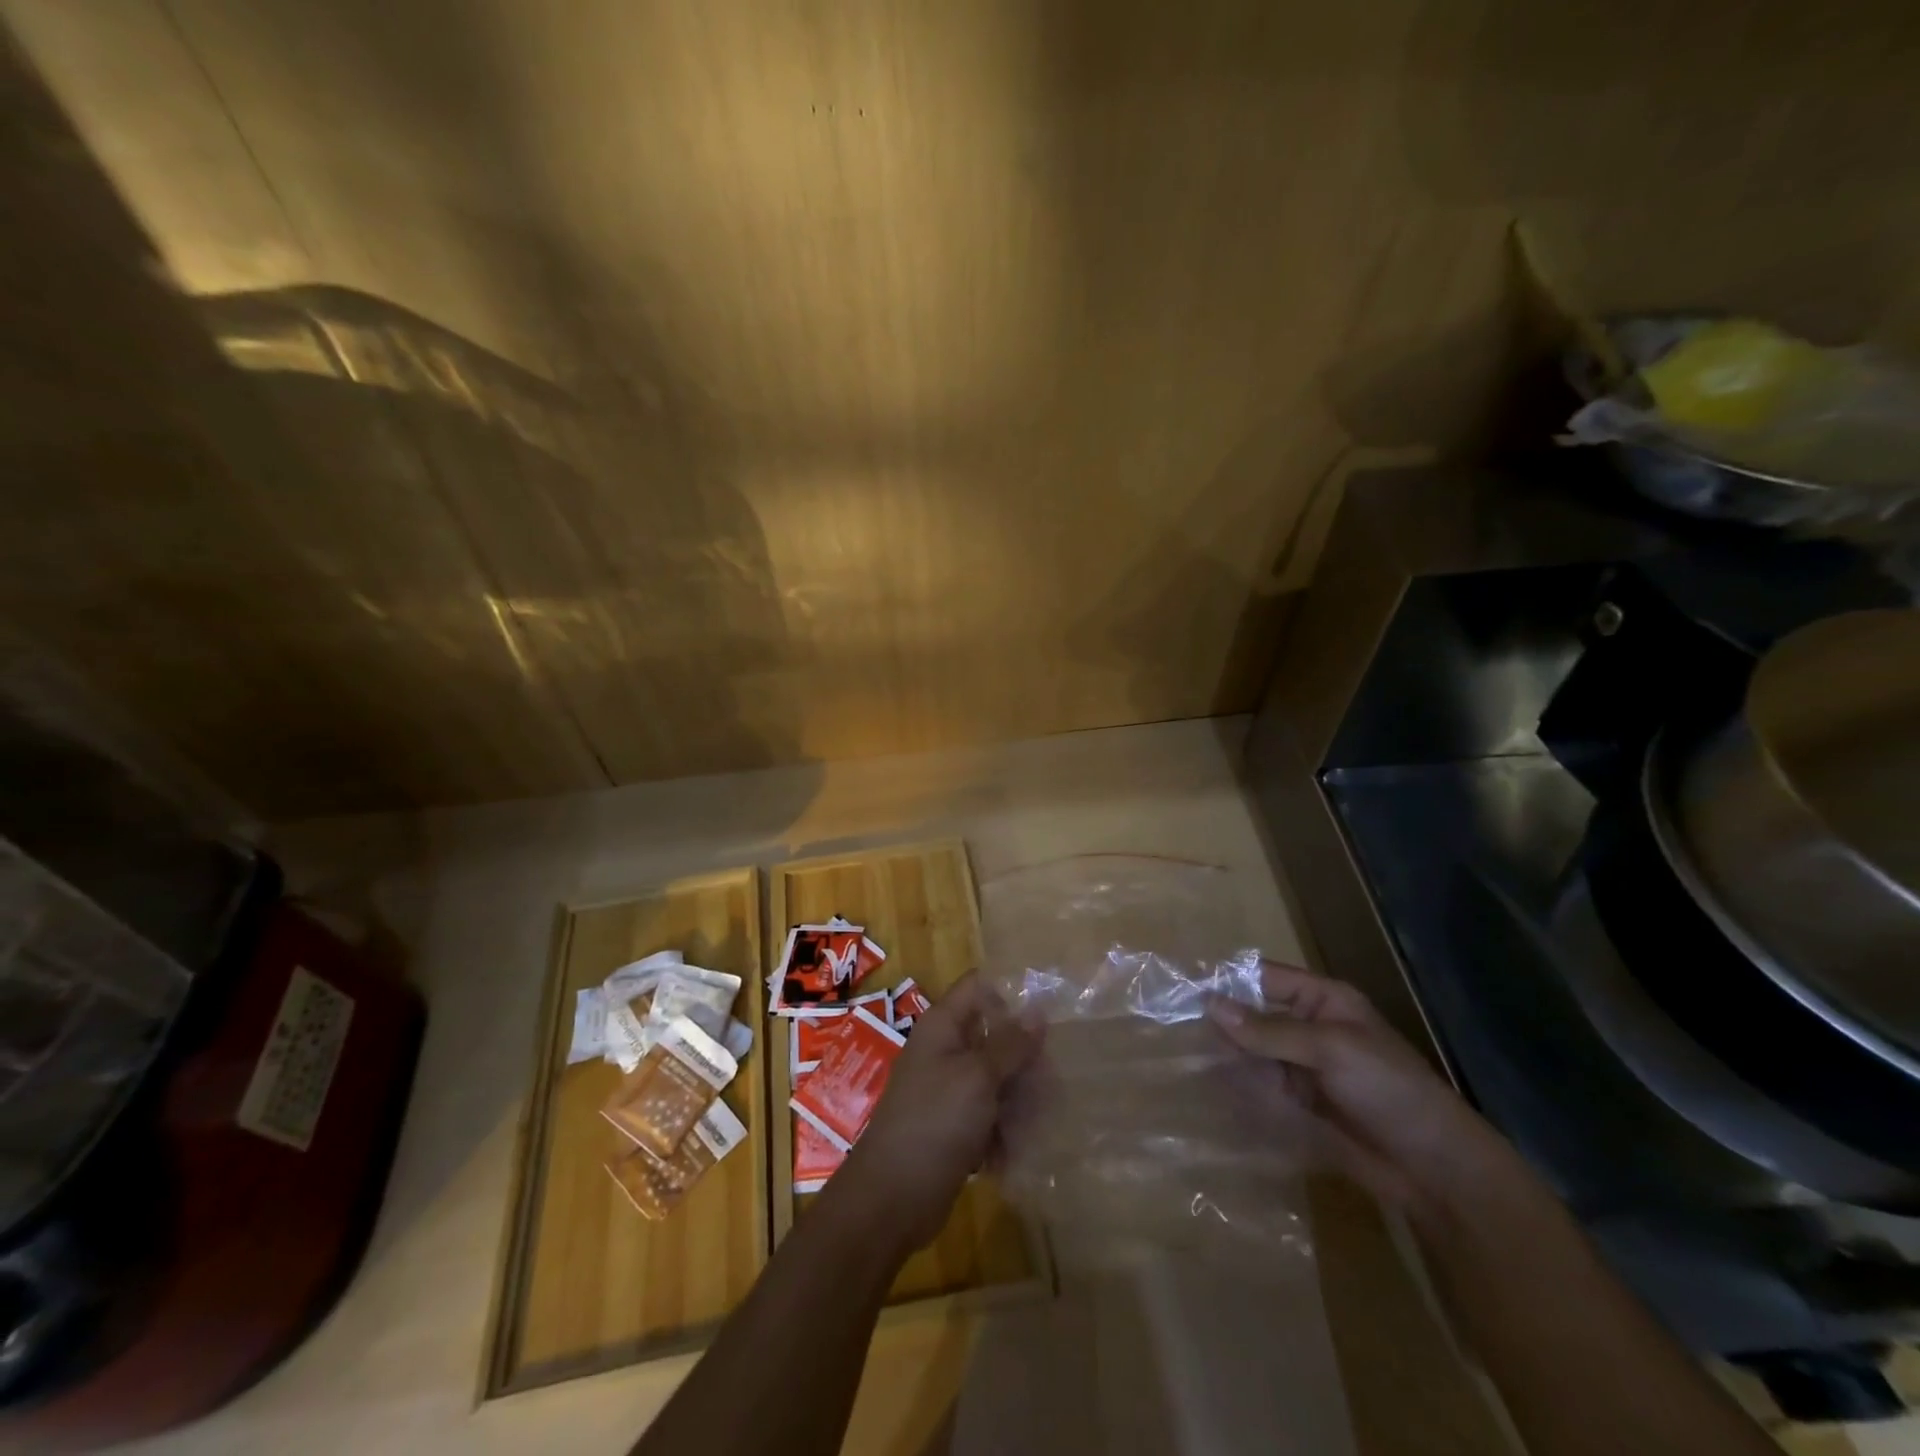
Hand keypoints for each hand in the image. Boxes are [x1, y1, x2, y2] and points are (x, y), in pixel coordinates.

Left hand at [835, 974, 1042, 1253]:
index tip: (1049, 1013)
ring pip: (996, 1079)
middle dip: (1025, 1056)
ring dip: (1020, 1097)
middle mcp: (945, 1051)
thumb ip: (1010, 1044)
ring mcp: (948, 1090)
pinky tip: (1021, 1148)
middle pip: (994, 1036)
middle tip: (1052, 1078)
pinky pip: (989, 1115)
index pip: (979, 987)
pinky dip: (1005, 1129)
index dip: (1011, 993)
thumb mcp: (978, 1077)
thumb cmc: (934, 1122)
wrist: (891, 1198)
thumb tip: (1038, 1009)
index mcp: (943, 1026)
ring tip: (1043, 1117)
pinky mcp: (954, 1127)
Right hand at [1208, 960, 1508, 1216]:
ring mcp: (1302, 1066)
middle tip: (1175, 1031)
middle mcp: (1307, 1027)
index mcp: (1322, 1000)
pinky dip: (1237, 1087)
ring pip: (1251, 1052)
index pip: (1263, 978)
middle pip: (1252, 1015)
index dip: (1227, 981)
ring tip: (1184, 1061)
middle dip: (1221, 1023)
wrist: (1435, 1170)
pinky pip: (1259, 1086)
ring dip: (1225, 1057)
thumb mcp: (1330, 1049)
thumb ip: (1269, 1030)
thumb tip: (1210, 1005)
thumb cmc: (1389, 1089)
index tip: (1184, 990)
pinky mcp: (1298, 1103)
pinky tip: (1210, 1090)